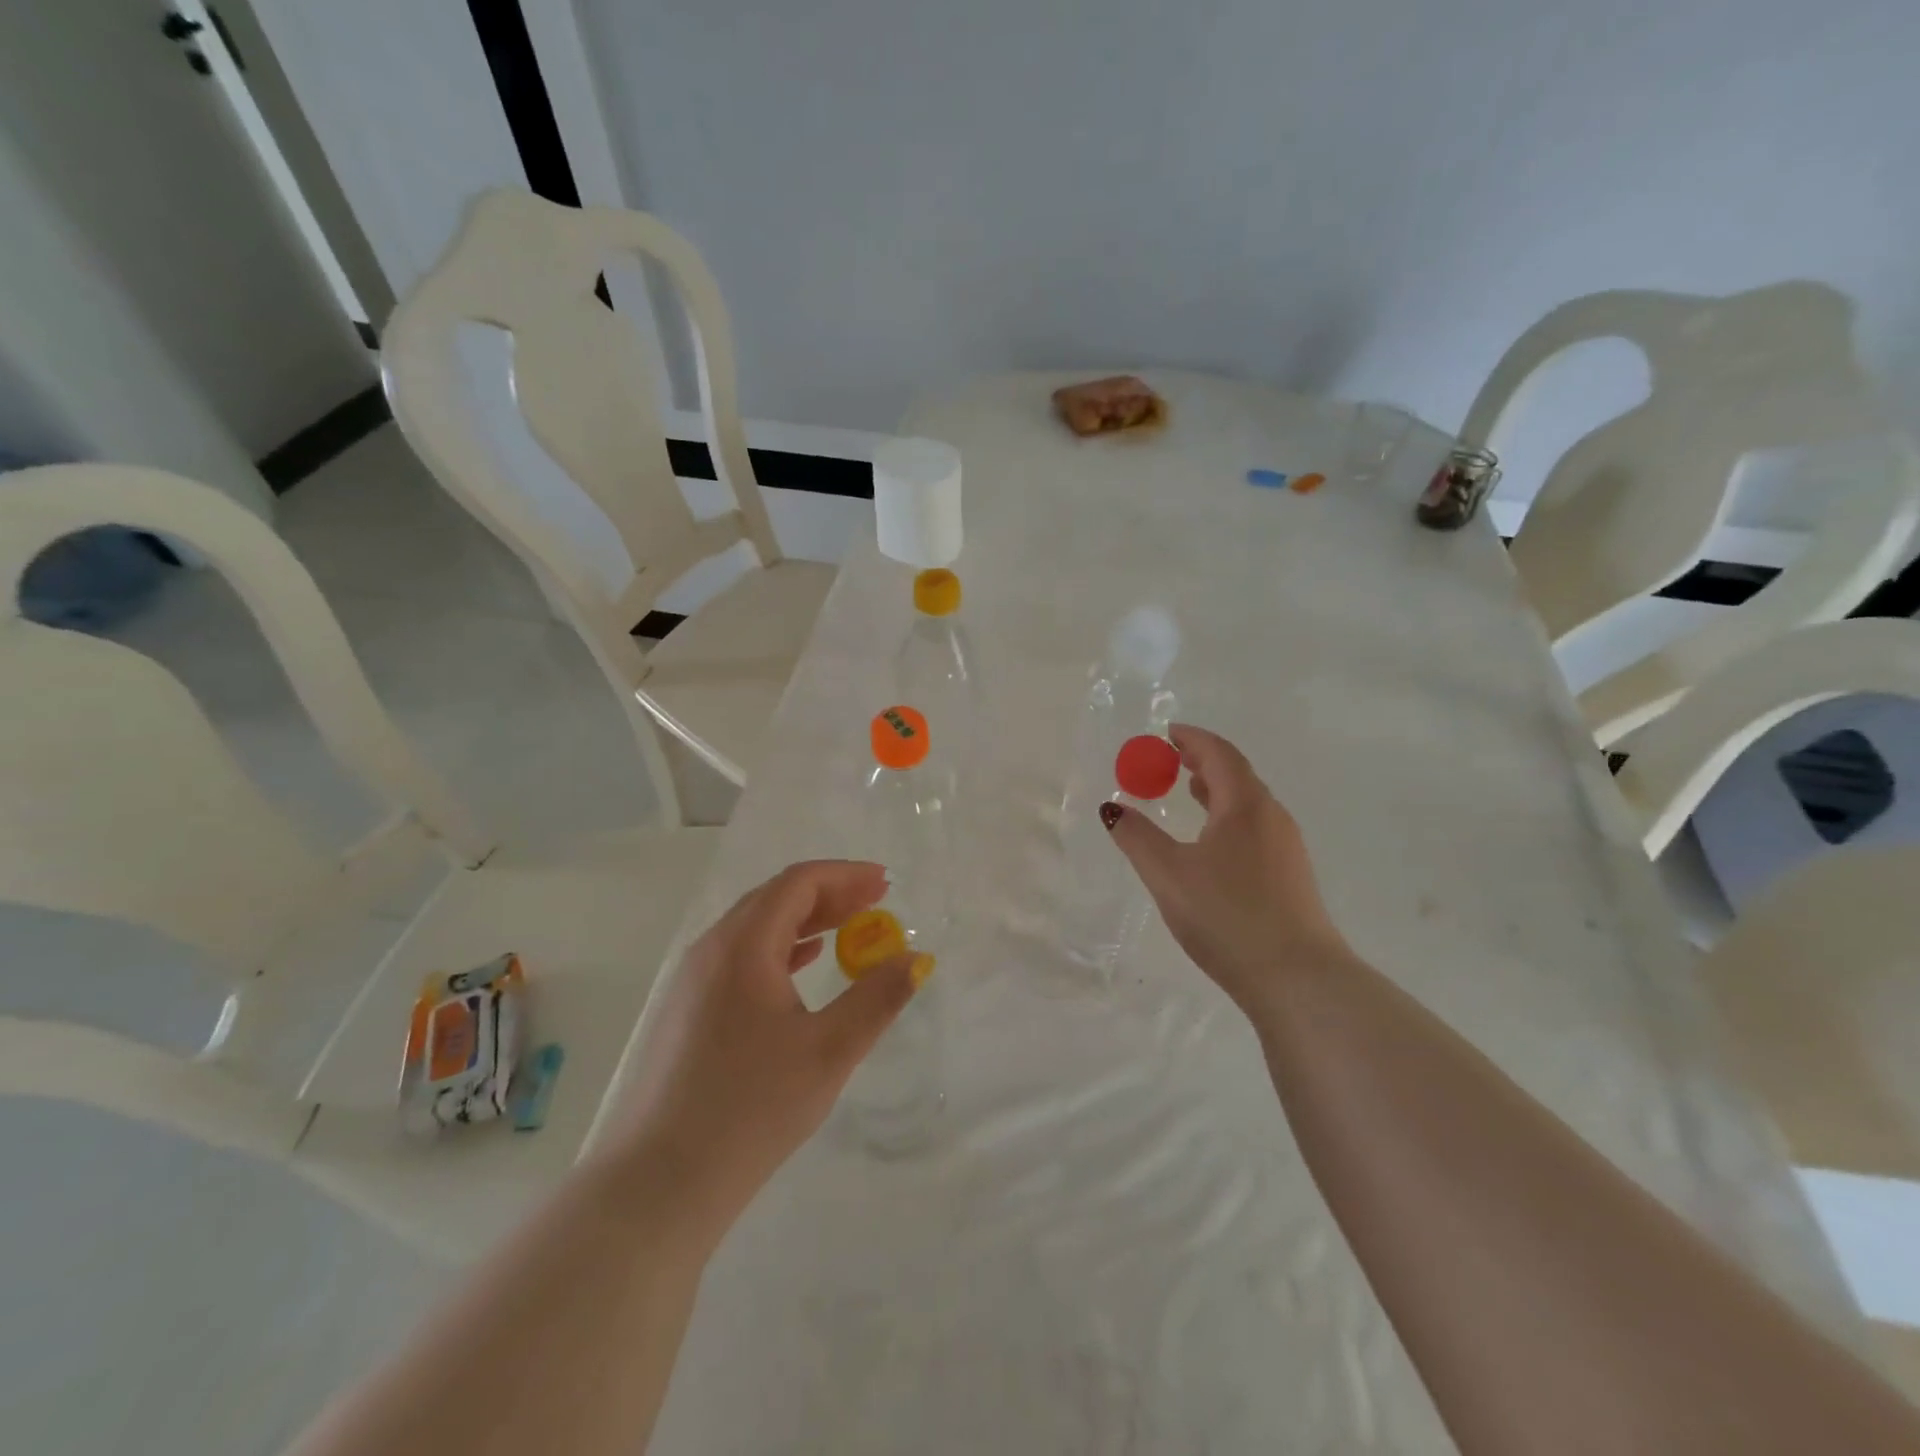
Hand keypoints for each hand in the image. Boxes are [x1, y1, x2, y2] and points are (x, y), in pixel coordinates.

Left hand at [600, 861, 919, 1243]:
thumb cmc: (751, 1108)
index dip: (846, 875)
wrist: (658, 1183)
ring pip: (755, 927)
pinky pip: (740, 955)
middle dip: (829, 894)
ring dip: (805, 920)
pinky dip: (780, 947)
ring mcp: (692, 979)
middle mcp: (712, 949)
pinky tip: (802, 964)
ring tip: (848, 929)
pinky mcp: (686, 1009)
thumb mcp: (829, 1051)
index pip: (798, 883)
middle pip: (775, 898)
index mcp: (743, 945)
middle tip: (875, 904)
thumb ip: (878, 998)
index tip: (886, 885)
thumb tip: (917, 959)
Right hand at [1104, 724, 1354, 1017]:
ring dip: (1217, 790)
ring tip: (1190, 792)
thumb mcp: (1168, 874)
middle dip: (1203, 761)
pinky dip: (1228, 816)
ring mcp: (1286, 847)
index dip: (1192, 738)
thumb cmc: (1227, 915)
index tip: (1167, 733)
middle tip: (1173, 759)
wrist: (1296, 978)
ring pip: (1248, 803)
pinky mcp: (1291, 876)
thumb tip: (1112, 808)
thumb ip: (1137, 837)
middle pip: (1237, 775)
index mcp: (1244, 806)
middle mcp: (1271, 817)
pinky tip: (1213, 842)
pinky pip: (1255, 827)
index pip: (1219, 754)